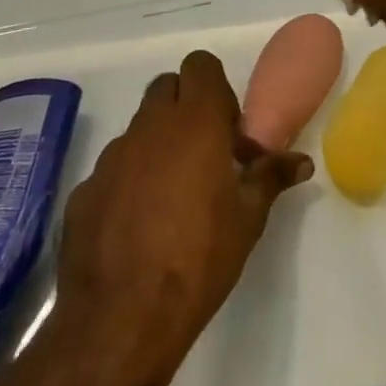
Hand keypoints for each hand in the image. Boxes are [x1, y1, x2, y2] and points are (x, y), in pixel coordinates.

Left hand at [55, 50, 311, 369]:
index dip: (215, 89)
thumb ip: (271, 177)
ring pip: (139, 129)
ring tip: (172, 196)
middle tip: (204, 154)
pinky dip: (129, 182)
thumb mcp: (248, 218)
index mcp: (194, 122)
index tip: (227, 130)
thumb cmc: (199, 258)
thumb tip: (301, 161)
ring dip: (157, 145)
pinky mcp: (85, 190)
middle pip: (167, 88)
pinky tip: (138, 226)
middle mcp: (150, 127)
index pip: (201, 65)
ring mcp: (112, 157)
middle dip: (186, 108)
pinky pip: (113, 169)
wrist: (119, 320)